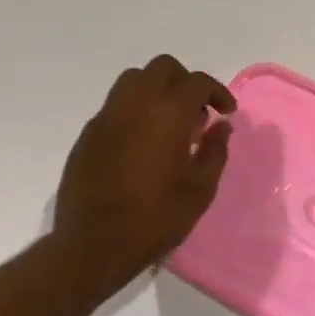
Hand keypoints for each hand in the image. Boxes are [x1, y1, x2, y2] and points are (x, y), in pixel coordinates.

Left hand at [54, 55, 235, 280]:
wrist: (92, 247)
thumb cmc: (155, 218)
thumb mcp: (200, 189)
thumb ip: (215, 150)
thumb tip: (220, 126)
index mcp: (168, 113)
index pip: (197, 82)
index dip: (217, 92)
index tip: (226, 112)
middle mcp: (135, 104)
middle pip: (162, 68)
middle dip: (184, 81)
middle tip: (197, 111)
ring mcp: (106, 118)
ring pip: (133, 81)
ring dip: (156, 91)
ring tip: (169, 123)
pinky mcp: (87, 136)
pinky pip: (115, 107)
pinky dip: (134, 112)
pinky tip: (142, 144)